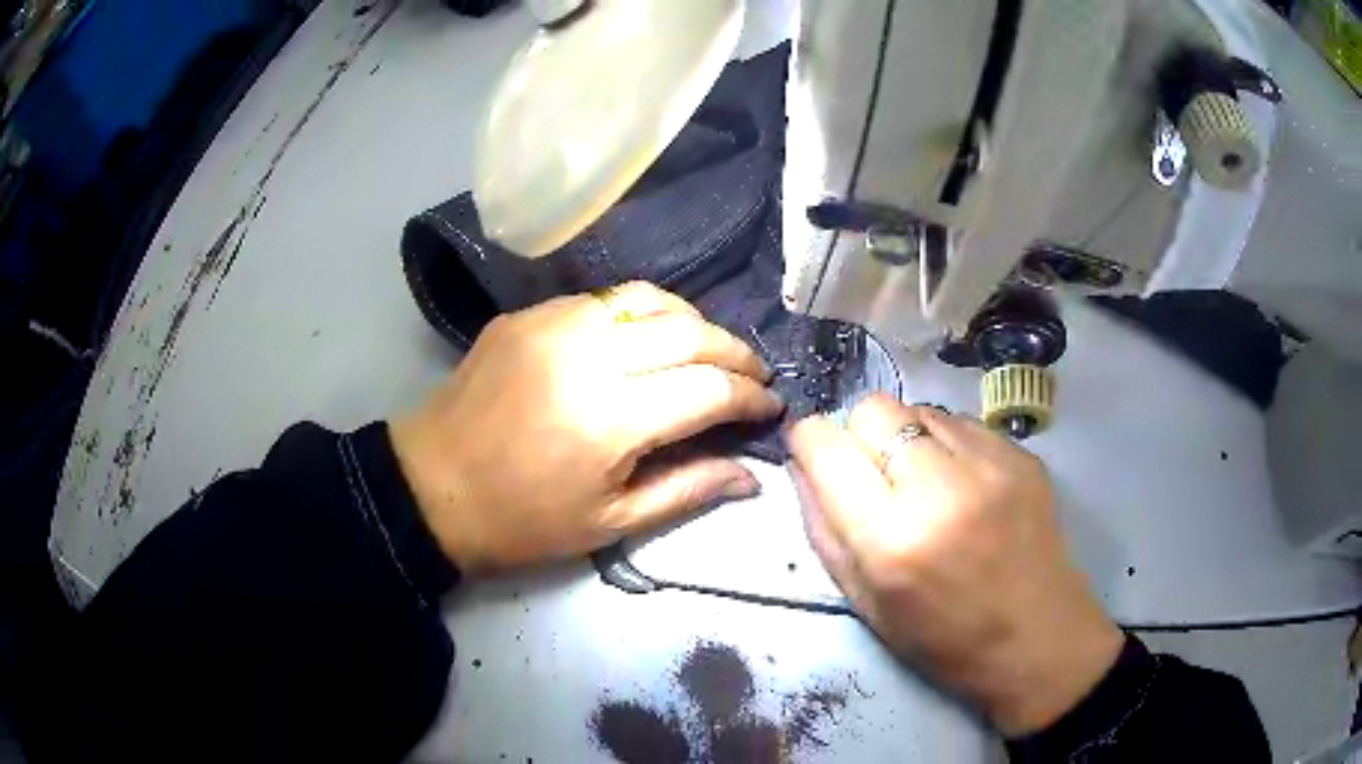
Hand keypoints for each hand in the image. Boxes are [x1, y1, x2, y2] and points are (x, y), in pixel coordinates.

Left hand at [391, 282, 783, 573]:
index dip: (750, 397)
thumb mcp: (611, 523)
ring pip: (649, 299)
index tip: (770, 408)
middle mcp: (587, 355)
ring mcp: (553, 323)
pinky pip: (603, 301)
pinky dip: (641, 315)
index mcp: (610, 419)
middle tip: (754, 376)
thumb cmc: (523, 521)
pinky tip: (648, 340)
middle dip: (735, 353)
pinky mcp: (528, 314)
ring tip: (710, 351)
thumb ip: (688, 489)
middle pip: (688, 332)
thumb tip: (752, 474)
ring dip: (693, 322)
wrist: (433, 486)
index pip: (708, 388)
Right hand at [786, 395, 1122, 735]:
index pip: (826, 443)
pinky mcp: (1021, 454)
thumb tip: (802, 464)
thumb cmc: (943, 639)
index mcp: (891, 538)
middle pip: (874, 409)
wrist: (1038, 638)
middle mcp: (941, 487)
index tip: (817, 459)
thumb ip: (824, 529)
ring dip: (907, 438)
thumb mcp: (865, 602)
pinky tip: (962, 486)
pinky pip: (961, 423)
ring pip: (918, 408)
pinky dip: (947, 445)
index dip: (810, 443)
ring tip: (925, 484)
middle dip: (860, 435)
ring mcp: (990, 463)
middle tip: (876, 476)